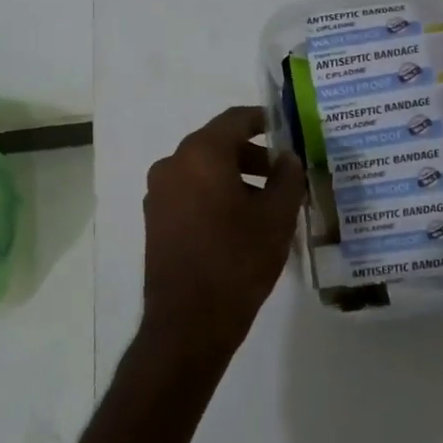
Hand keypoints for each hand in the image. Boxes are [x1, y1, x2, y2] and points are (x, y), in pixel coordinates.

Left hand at [141, 106, 306, 365]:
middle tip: (284, 173)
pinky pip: (189, 192)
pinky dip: (214, 195)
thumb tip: (287, 158)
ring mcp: (158, 193)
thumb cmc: (238, 260)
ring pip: (202, 170)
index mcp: (201, 153)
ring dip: (234, 177)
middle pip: (217, 144)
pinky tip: (239, 222)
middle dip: (252, 155)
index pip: (235, 120)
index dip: (263, 120)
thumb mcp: (276, 217)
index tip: (285, 129)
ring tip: (267, 203)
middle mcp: (173, 164)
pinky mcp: (154, 219)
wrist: (188, 322)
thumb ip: (287, 178)